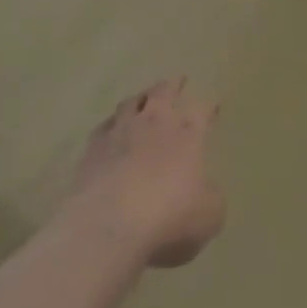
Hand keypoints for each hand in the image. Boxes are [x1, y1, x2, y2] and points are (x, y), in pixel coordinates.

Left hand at [65, 78, 224, 268]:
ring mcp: (121, 132)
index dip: (209, 106)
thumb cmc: (168, 218)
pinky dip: (112, 124)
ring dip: (140, 98)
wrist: (109, 226)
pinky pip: (105, 126)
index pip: (202, 110)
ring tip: (143, 98)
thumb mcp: (209, 215)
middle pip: (164, 92)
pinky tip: (111, 129)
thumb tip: (204, 189)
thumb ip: (210, 196)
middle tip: (178, 80)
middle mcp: (155, 123)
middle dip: (173, 85)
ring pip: (131, 102)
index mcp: (188, 134)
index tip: (214, 105)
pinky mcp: (93, 147)